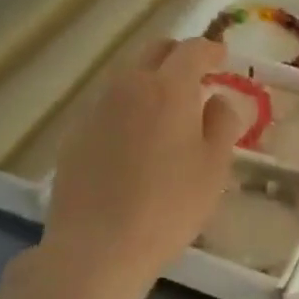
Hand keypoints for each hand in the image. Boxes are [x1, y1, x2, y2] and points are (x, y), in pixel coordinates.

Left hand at [44, 38, 247, 291]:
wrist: (97, 248)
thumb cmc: (169, 207)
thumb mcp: (214, 168)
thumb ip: (222, 124)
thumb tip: (218, 100)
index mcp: (168, 89)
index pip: (192, 50)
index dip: (211, 50)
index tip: (223, 59)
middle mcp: (128, 87)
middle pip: (154, 51)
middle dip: (178, 56)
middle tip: (197, 78)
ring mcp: (96, 108)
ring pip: (127, 78)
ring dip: (151, 82)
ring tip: (166, 113)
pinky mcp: (75, 134)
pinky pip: (108, 106)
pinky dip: (128, 110)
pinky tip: (135, 143)